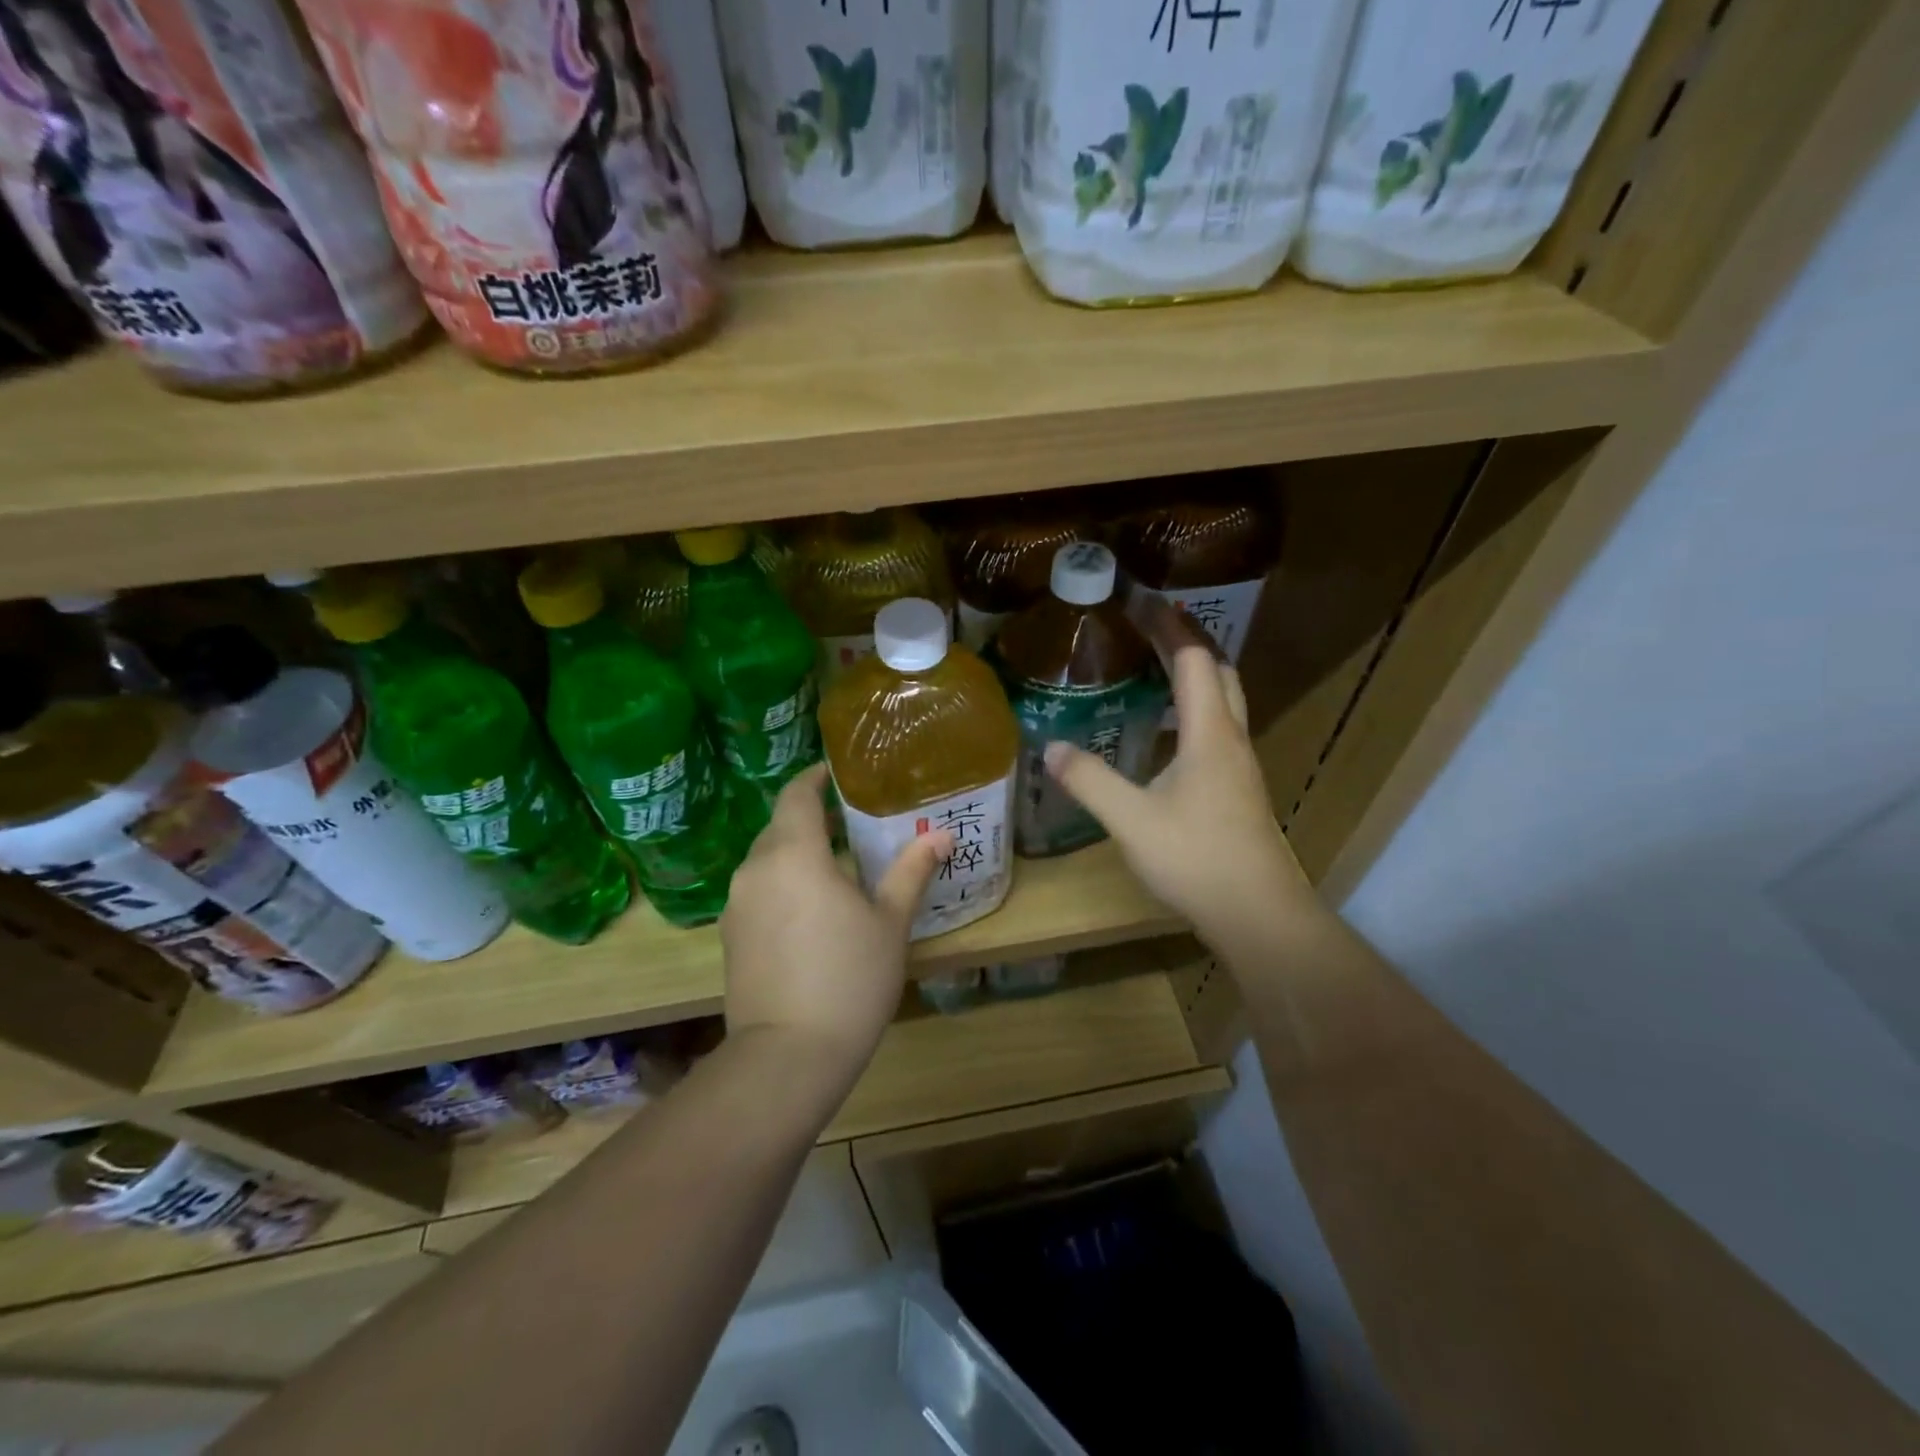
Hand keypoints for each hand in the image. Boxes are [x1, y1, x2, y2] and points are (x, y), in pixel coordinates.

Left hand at [721, 765, 951, 1080]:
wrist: (788, 1057)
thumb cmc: (849, 978)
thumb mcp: (889, 922)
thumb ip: (911, 871)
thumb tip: (942, 835)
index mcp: (793, 854)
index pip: (796, 795)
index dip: (814, 778)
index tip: (839, 774)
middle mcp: (755, 870)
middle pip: (780, 826)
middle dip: (811, 818)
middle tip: (851, 822)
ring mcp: (737, 905)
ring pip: (767, 860)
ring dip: (797, 853)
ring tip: (836, 865)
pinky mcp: (730, 937)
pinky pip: (759, 891)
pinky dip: (783, 884)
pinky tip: (812, 909)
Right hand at [1045, 647, 1308, 944]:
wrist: (1257, 913)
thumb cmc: (1197, 859)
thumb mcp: (1131, 820)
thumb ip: (1090, 781)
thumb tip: (1051, 746)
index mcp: (1209, 734)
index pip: (1194, 660)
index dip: (1169, 626)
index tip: (1140, 602)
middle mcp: (1231, 739)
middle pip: (1219, 672)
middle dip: (1188, 641)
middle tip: (1149, 626)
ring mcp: (1239, 765)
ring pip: (1223, 701)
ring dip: (1196, 674)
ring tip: (1155, 666)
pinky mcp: (1237, 789)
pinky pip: (1218, 729)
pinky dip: (1195, 709)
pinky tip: (1167, 731)